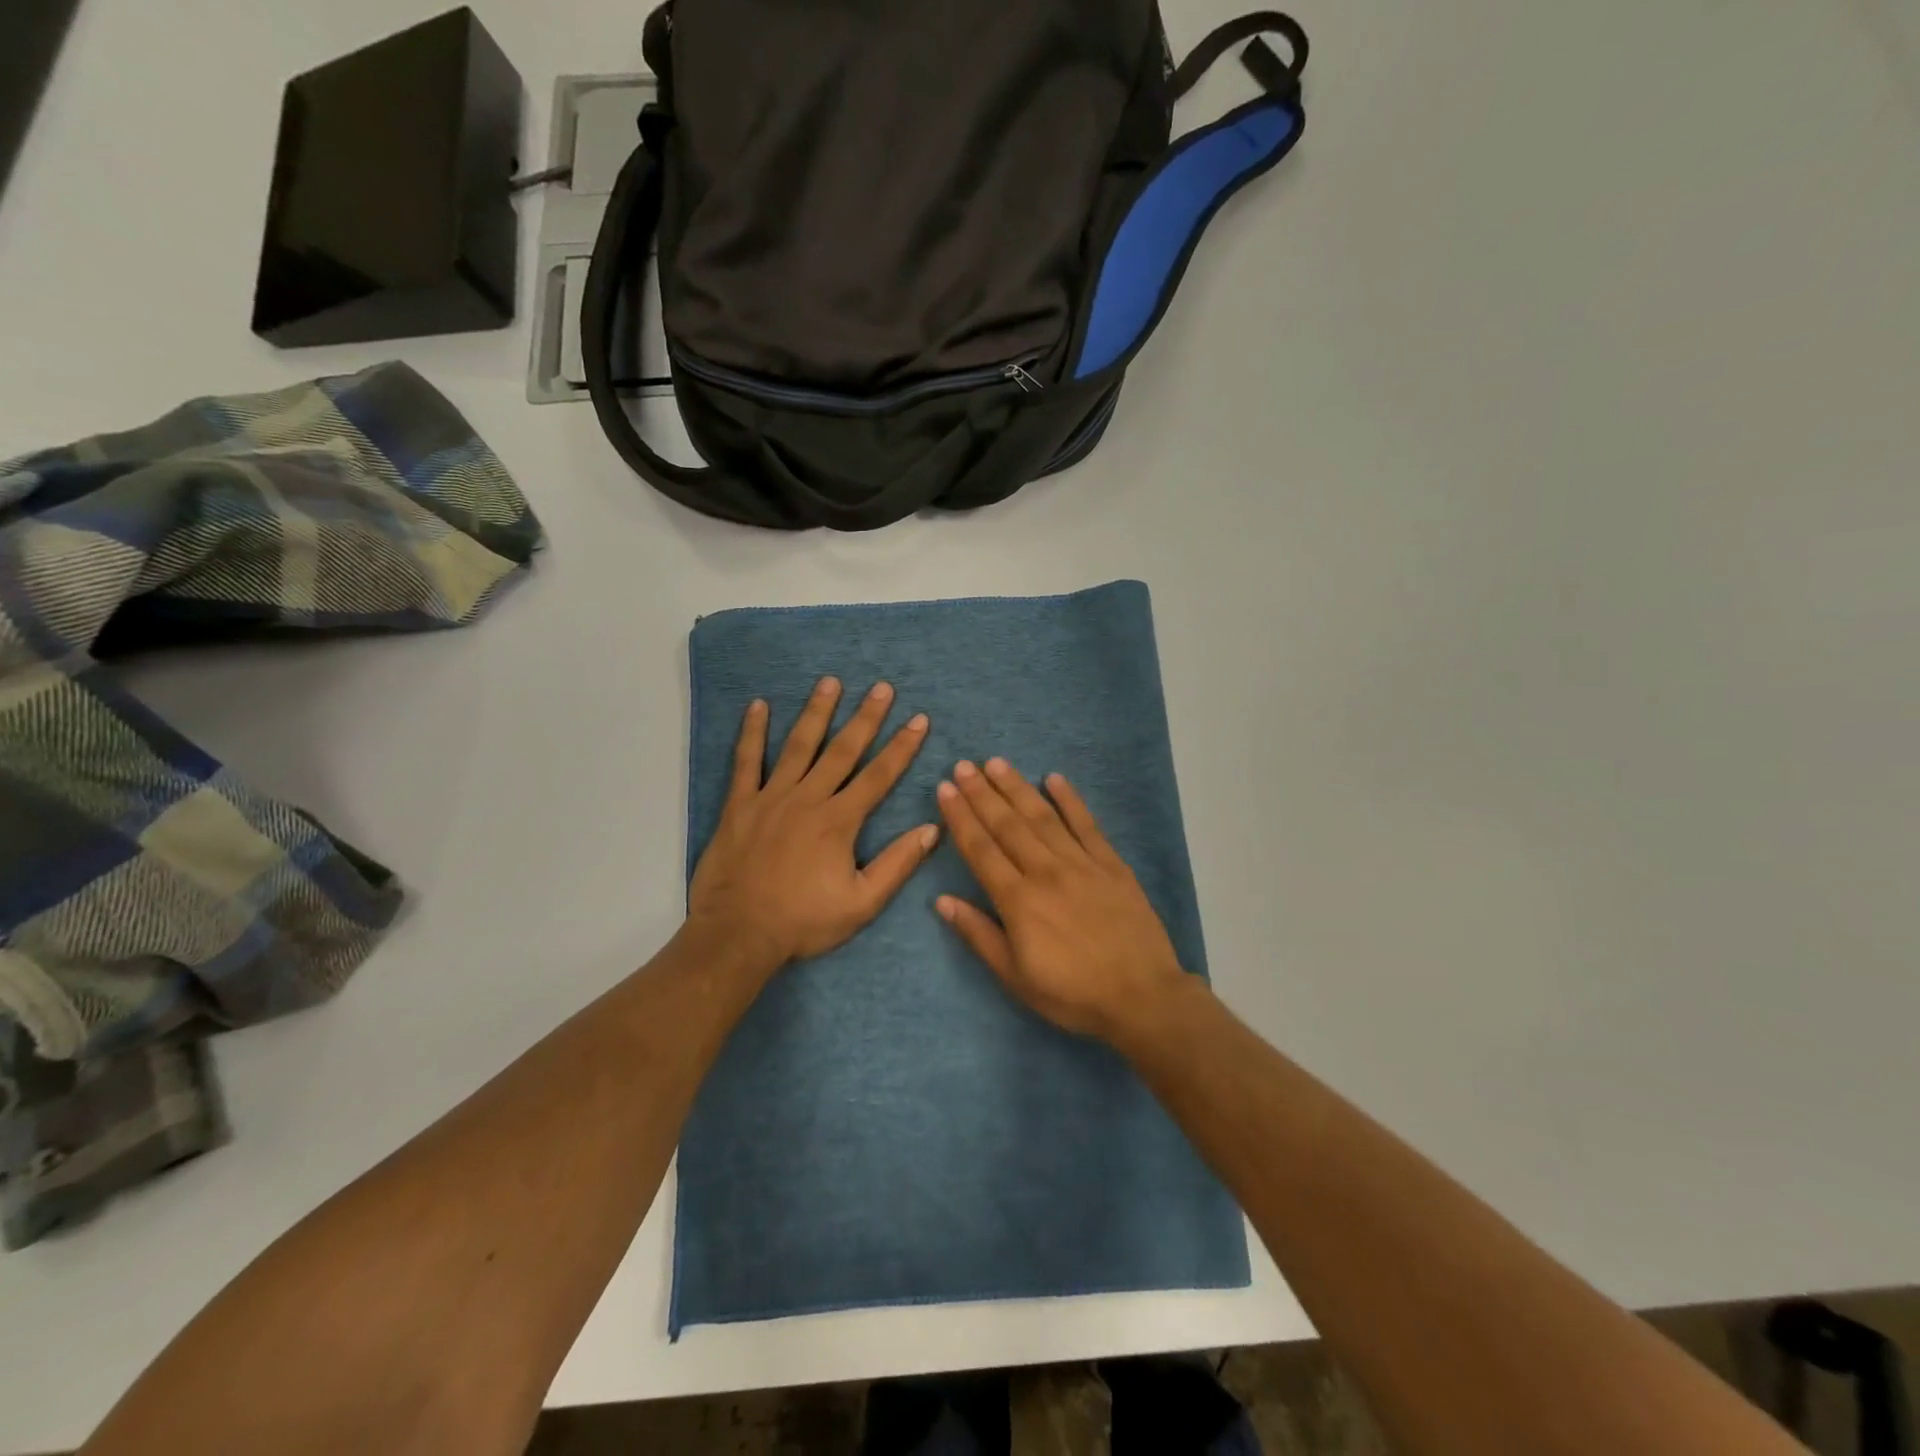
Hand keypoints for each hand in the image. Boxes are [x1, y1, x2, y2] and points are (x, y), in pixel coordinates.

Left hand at [689, 677, 937, 969]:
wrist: (738, 934)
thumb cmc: (803, 922)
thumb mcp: (862, 903)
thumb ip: (897, 864)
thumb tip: (932, 829)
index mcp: (839, 821)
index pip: (879, 776)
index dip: (901, 747)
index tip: (919, 719)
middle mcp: (808, 799)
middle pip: (842, 750)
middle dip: (866, 717)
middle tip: (882, 688)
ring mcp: (771, 797)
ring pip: (798, 746)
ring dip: (817, 712)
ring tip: (831, 682)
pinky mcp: (740, 805)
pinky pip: (746, 761)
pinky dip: (752, 733)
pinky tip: (758, 706)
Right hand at [934, 758, 1189, 1042]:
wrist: (1141, 996)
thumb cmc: (1072, 993)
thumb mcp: (1015, 977)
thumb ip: (979, 935)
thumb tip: (942, 901)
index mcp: (1018, 900)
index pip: (981, 849)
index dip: (961, 817)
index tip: (946, 789)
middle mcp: (1046, 871)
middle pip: (1007, 825)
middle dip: (982, 793)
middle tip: (964, 765)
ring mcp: (1081, 863)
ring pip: (1043, 817)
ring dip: (1017, 788)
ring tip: (997, 763)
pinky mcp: (1111, 864)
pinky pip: (1087, 825)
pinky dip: (1070, 800)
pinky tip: (1054, 778)